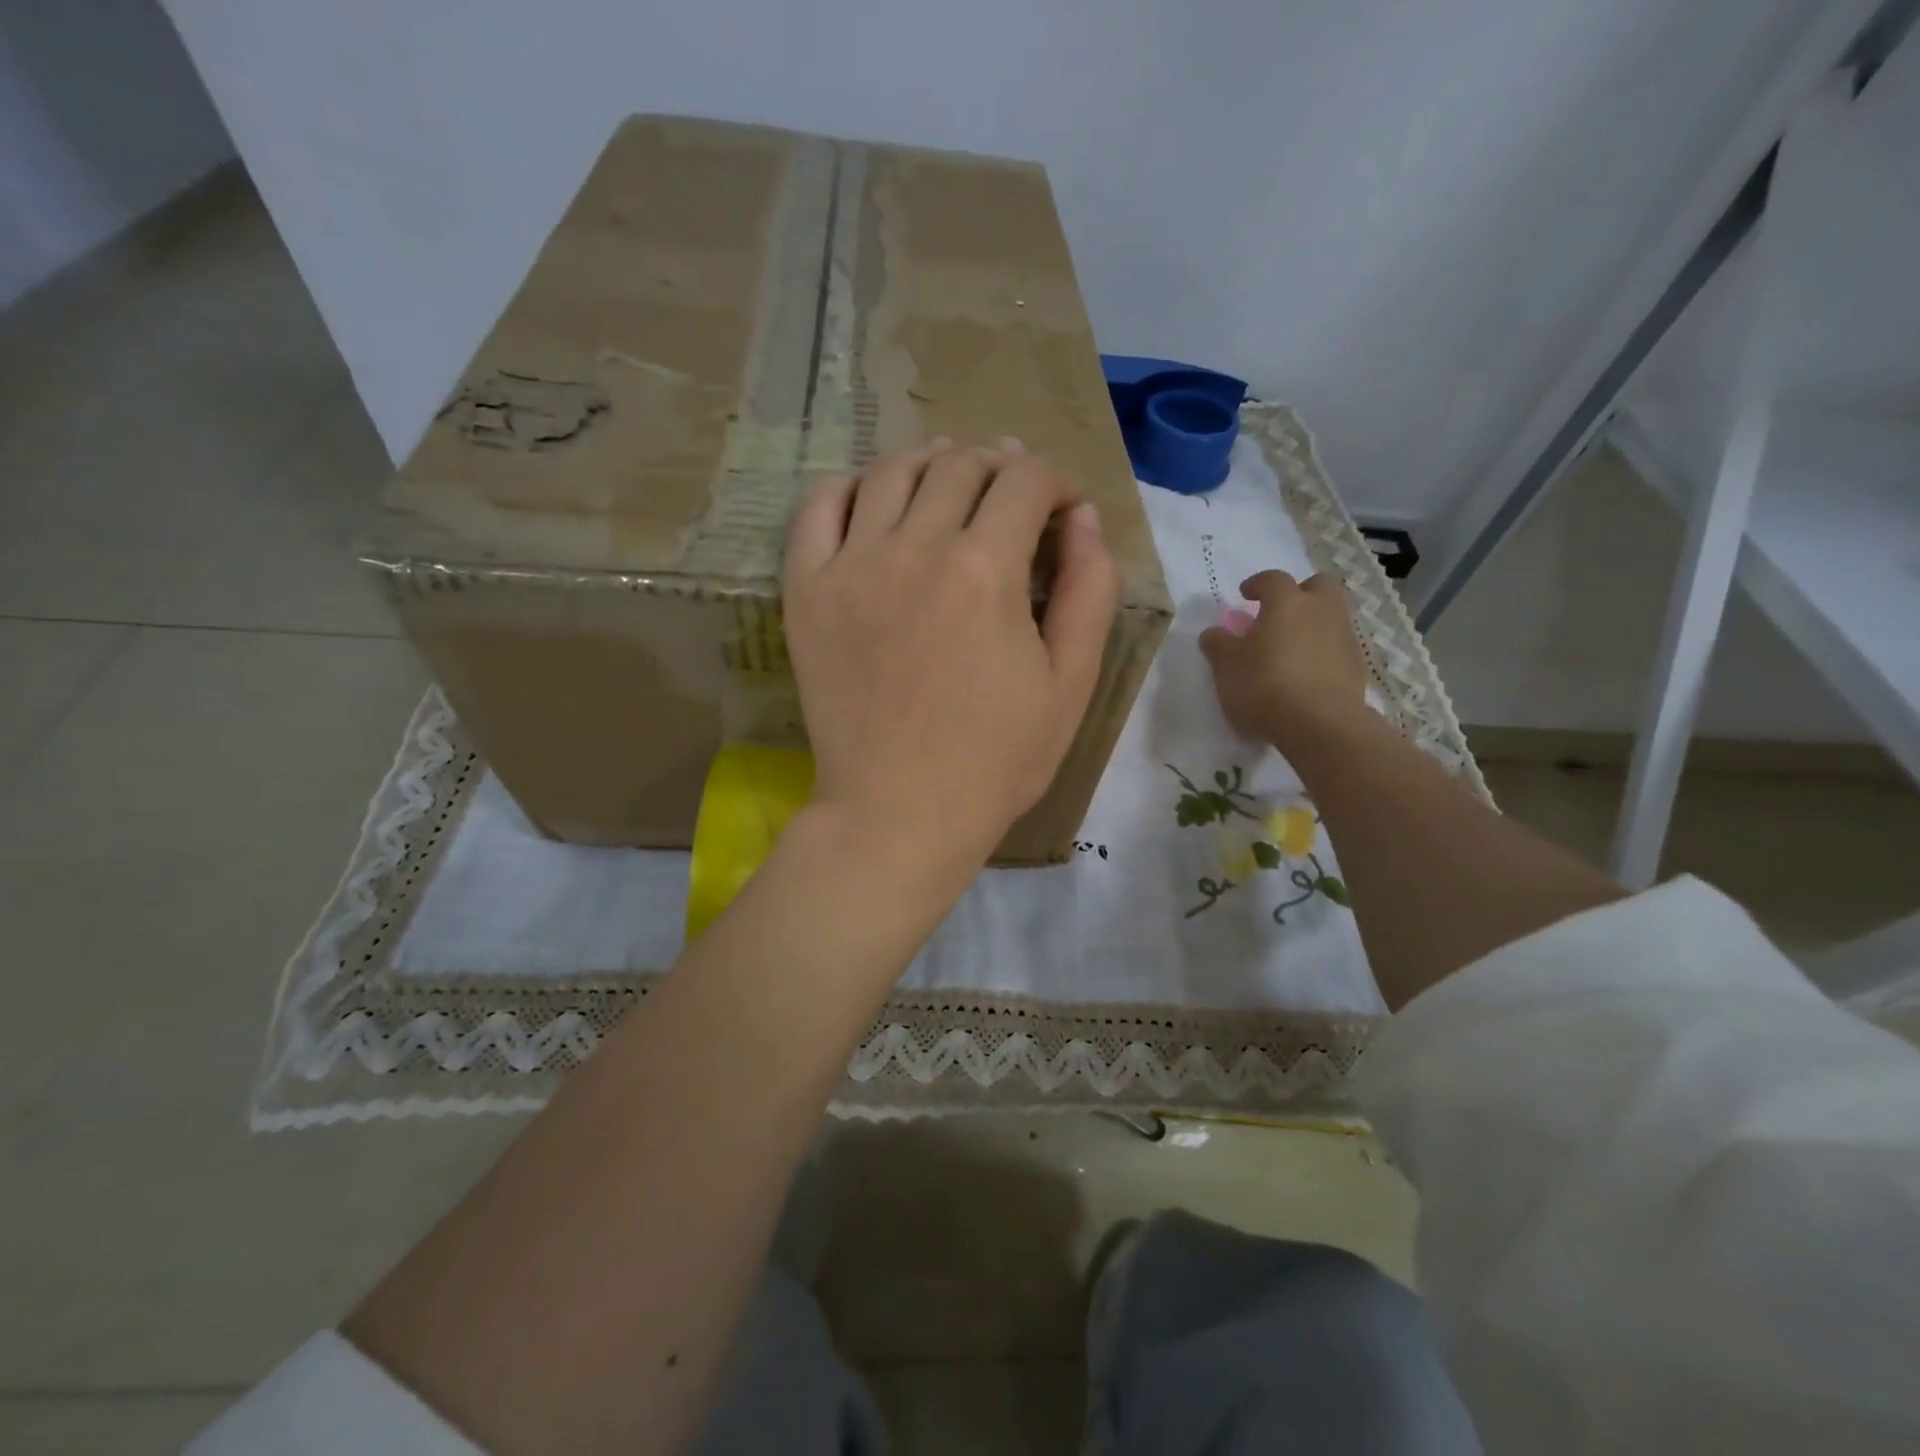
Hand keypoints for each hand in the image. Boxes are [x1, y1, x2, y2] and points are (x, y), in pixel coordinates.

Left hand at [783, 440, 1120, 875]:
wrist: (899, 812)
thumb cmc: (997, 759)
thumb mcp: (1071, 683)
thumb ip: (1089, 591)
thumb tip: (1084, 518)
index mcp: (986, 569)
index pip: (1027, 481)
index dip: (1057, 482)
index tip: (1063, 511)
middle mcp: (915, 548)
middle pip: (960, 465)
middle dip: (1000, 467)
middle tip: (1013, 496)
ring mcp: (850, 565)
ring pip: (891, 472)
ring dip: (931, 463)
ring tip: (949, 482)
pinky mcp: (806, 591)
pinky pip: (817, 508)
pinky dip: (850, 488)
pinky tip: (873, 502)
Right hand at [1199, 571, 1370, 755]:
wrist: (1320, 723)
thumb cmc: (1264, 686)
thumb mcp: (1227, 667)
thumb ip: (1219, 645)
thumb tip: (1213, 633)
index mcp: (1286, 602)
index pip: (1272, 579)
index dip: (1257, 584)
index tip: (1245, 594)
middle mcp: (1320, 610)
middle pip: (1318, 585)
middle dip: (1300, 592)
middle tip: (1280, 612)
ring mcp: (1344, 636)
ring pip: (1332, 614)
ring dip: (1314, 622)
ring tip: (1292, 646)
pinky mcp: (1357, 664)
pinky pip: (1338, 645)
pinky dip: (1324, 650)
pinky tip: (1308, 672)